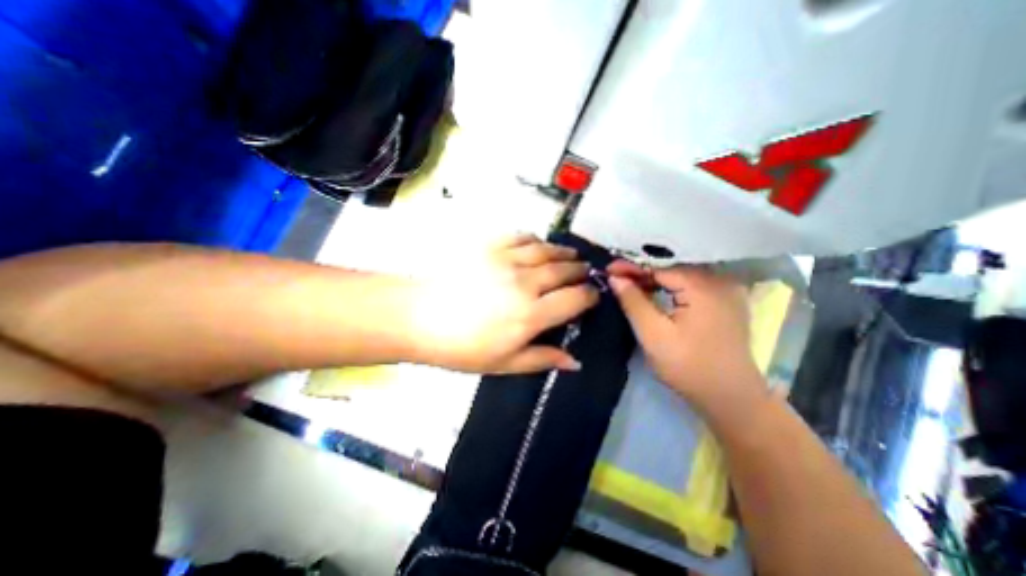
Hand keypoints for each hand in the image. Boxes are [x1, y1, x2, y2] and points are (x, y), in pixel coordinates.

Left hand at [407, 235, 603, 373]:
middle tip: (585, 273)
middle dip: (580, 271)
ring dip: (563, 253)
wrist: (418, 317)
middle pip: (564, 271)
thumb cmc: (461, 347)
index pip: (575, 299)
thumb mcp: (504, 364)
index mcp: (531, 315)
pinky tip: (538, 245)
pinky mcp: (489, 246)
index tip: (592, 297)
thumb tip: (575, 361)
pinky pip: (521, 237)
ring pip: (546, 250)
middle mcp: (525, 283)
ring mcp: (506, 260)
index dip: (589, 296)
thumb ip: (542, 359)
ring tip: (571, 256)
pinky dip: (535, 240)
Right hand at [602, 261, 764, 414]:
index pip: (660, 268)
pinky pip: (694, 286)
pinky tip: (656, 291)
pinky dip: (672, 287)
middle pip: (673, 269)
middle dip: (643, 273)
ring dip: (656, 279)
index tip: (608, 270)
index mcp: (704, 287)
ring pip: (682, 276)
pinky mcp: (728, 302)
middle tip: (617, 278)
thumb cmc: (687, 366)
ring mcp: (728, 291)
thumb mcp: (653, 334)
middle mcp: (721, 281)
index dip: (632, 268)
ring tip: (631, 284)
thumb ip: (633, 302)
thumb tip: (616, 277)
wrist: (729, 398)